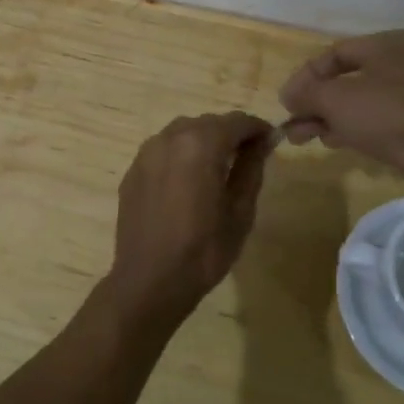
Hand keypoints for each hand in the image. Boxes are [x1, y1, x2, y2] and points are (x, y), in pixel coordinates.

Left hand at [107, 112, 274, 327]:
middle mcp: (170, 138)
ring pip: (183, 132)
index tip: (270, 141)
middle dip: (230, 133)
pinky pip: (163, 150)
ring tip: (217, 168)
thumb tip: (262, 141)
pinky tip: (188, 182)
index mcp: (201, 144)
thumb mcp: (240, 211)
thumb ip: (251, 168)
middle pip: (208, 123)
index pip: (237, 121)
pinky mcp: (133, 170)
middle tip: (247, 157)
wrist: (149, 281)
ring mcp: (147, 153)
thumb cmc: (204, 250)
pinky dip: (181, 155)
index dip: (257, 128)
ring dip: (204, 141)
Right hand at [278, 30, 403, 177]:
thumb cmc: (389, 112)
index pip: (334, 54)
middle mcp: (402, 64)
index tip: (286, 101)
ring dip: (330, 119)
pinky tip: (335, 143)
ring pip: (361, 103)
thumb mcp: (336, 99)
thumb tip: (288, 95)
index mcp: (385, 45)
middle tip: (292, 125)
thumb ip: (307, 94)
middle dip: (315, 103)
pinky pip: (379, 122)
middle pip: (347, 80)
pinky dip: (354, 129)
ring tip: (304, 139)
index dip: (305, 76)